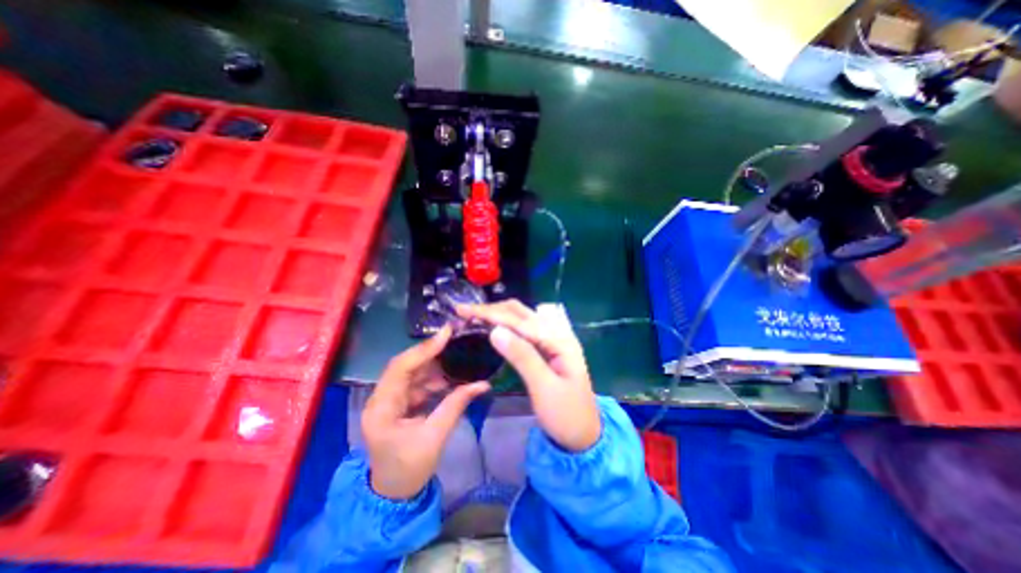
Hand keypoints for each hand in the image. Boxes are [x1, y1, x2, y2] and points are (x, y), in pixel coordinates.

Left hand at [363, 328, 489, 499]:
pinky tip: (449, 378)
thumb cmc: (410, 469)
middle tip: (454, 340)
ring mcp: (388, 400)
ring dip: (433, 366)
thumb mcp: (435, 437)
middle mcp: (380, 399)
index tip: (447, 334)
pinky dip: (433, 379)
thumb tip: (483, 383)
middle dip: (430, 353)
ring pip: (411, 373)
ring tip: (456, 358)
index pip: (400, 368)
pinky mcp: (397, 404)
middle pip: (405, 366)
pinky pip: (416, 383)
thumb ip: (456, 405)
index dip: (424, 349)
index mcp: (381, 408)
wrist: (394, 495)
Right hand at [455, 299, 600, 450]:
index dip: (492, 313)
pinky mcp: (546, 350)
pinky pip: (523, 331)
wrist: (584, 436)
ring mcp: (553, 341)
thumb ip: (522, 356)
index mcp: (560, 340)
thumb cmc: (565, 415)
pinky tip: (494, 327)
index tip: (464, 310)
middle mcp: (557, 334)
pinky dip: (506, 325)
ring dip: (498, 314)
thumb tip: (495, 330)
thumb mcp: (544, 387)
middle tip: (465, 311)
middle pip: (521, 313)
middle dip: (493, 309)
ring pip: (522, 319)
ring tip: (474, 315)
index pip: (521, 320)